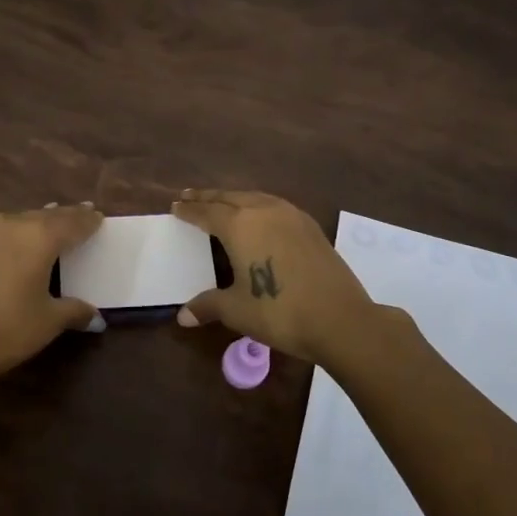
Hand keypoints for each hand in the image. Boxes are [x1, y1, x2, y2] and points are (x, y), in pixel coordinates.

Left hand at [0, 204, 104, 385]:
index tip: (98, 217)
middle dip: (66, 216)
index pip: (72, 223)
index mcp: (40, 237)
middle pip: (47, 216)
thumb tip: (96, 317)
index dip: (87, 221)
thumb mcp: (48, 321)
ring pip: (21, 219)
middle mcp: (14, 225)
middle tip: (81, 214)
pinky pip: (2, 230)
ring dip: (39, 220)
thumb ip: (74, 311)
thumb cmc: (7, 328)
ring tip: (51, 222)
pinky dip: (17, 232)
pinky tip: (18, 241)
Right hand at [171, 190, 384, 366]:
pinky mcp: (310, 226)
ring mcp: (291, 216)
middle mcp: (263, 211)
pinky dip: (258, 205)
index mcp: (239, 226)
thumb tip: (182, 316)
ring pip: (255, 197)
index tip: (176, 205)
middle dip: (208, 197)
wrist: (340, 319)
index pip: (207, 212)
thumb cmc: (279, 312)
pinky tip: (260, 216)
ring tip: (222, 202)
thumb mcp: (237, 310)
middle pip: (229, 197)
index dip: (189, 210)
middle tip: (190, 195)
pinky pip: (275, 206)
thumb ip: (208, 306)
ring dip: (234, 198)